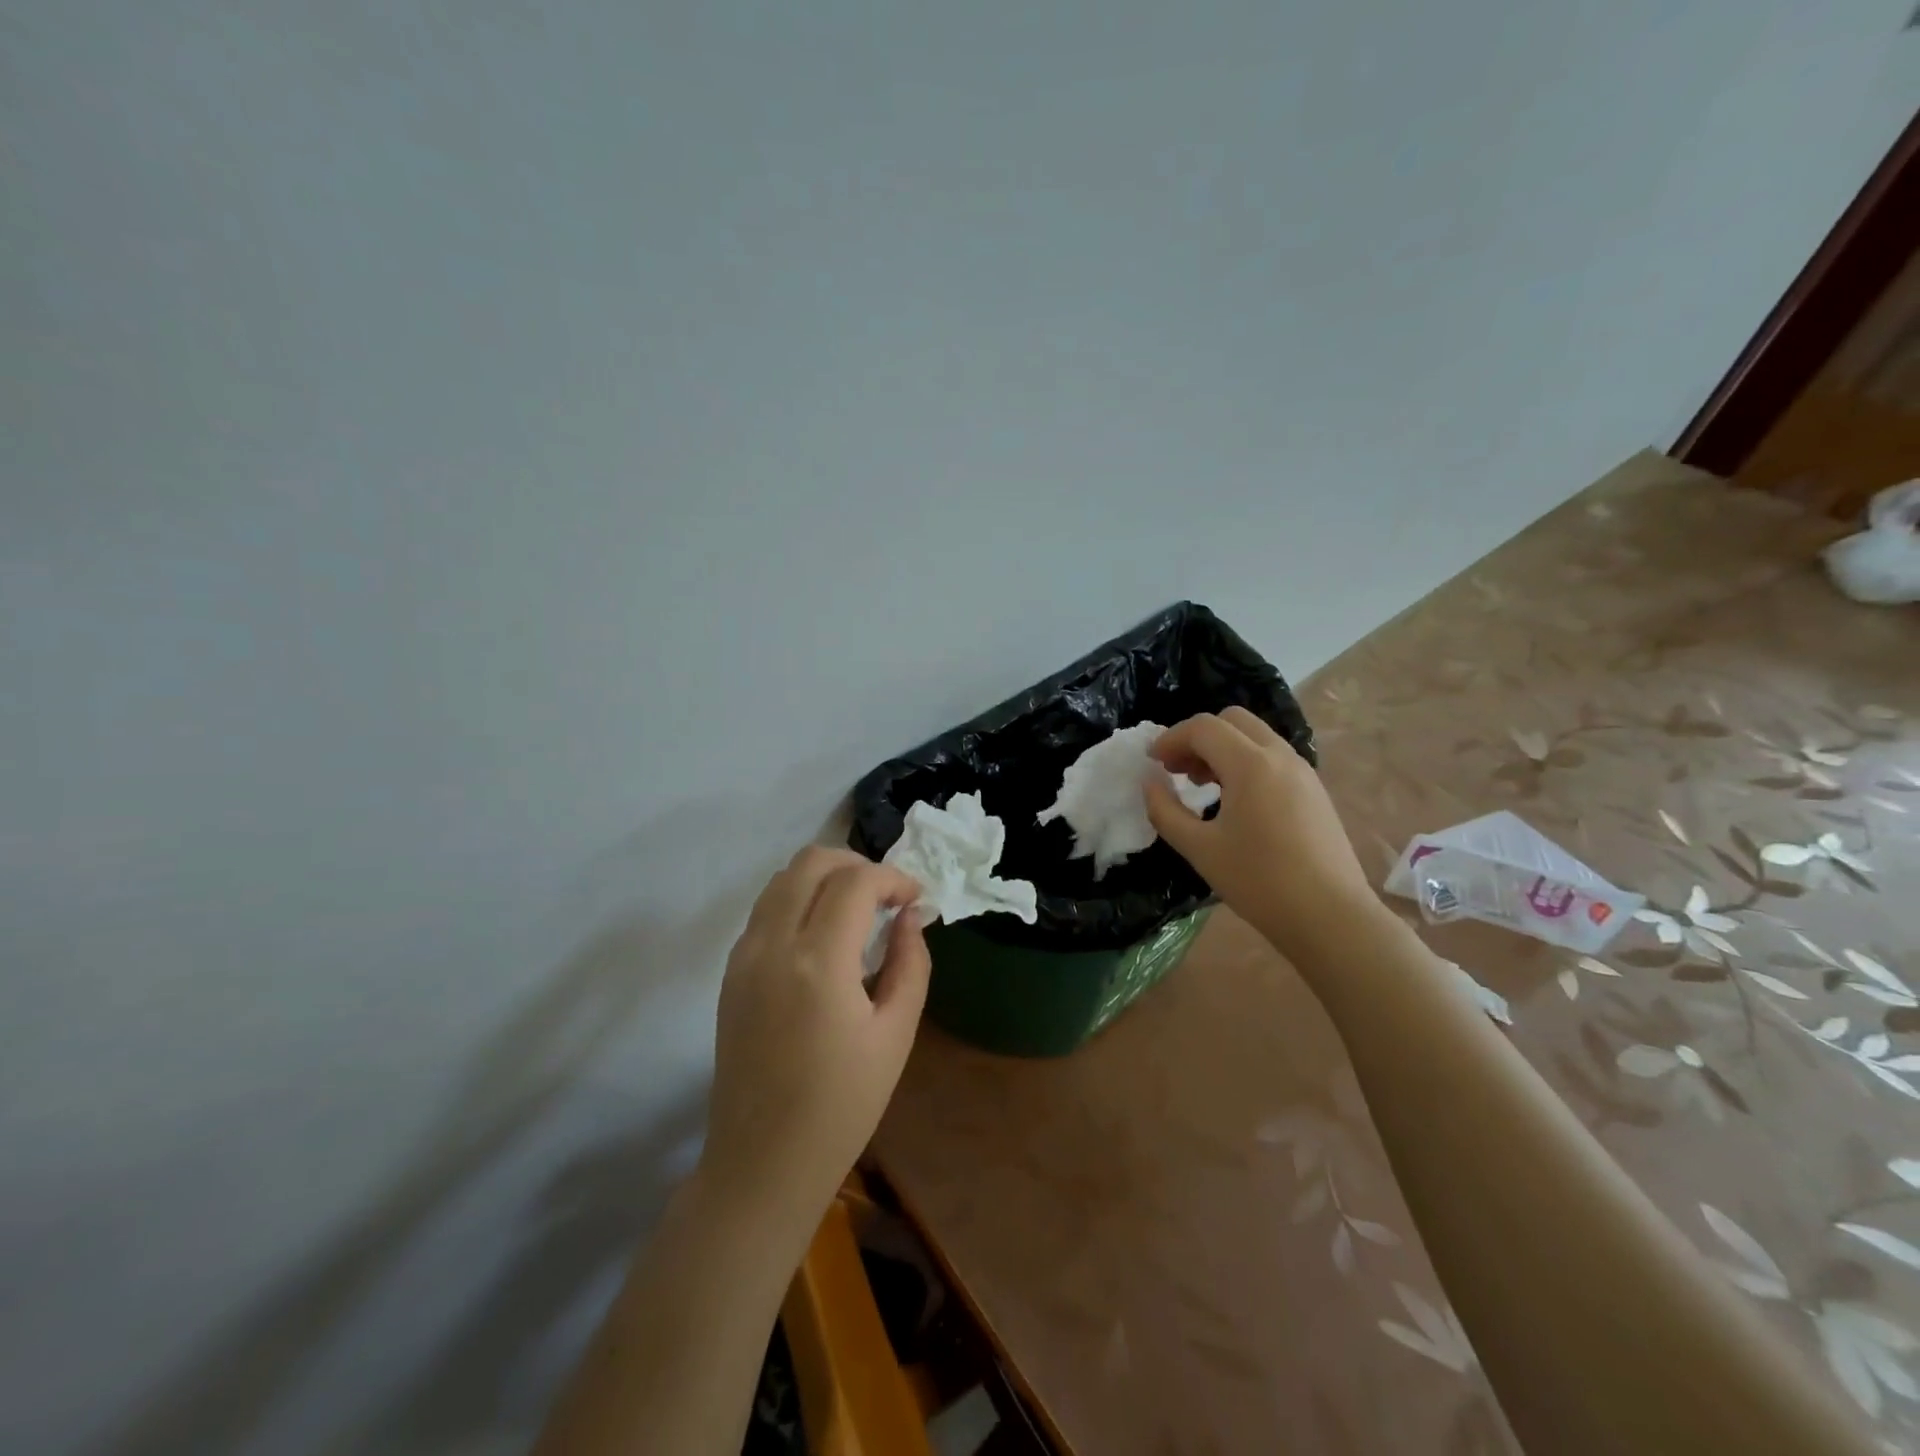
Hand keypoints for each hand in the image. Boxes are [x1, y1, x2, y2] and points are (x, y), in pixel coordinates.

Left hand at [699, 847, 930, 1229]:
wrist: (762, 1164)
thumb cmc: (842, 1107)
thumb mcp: (896, 1035)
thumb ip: (910, 963)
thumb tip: (910, 916)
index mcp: (818, 963)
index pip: (856, 882)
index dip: (893, 877)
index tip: (916, 898)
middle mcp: (772, 945)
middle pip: (811, 861)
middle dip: (856, 864)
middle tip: (886, 896)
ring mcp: (743, 956)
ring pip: (782, 879)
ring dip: (824, 877)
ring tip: (858, 909)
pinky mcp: (730, 972)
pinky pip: (765, 909)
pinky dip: (798, 900)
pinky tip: (823, 935)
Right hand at [1145, 708, 1382, 962]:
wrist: (1331, 917)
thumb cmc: (1259, 882)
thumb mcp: (1199, 849)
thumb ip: (1165, 811)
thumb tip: (1150, 783)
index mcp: (1251, 765)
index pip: (1203, 728)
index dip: (1170, 739)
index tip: (1152, 763)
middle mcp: (1280, 756)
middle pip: (1232, 720)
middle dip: (1197, 737)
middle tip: (1177, 770)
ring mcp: (1303, 772)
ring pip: (1255, 736)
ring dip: (1222, 748)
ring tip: (1202, 785)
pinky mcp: (1314, 790)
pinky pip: (1272, 757)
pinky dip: (1245, 762)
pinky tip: (1234, 800)